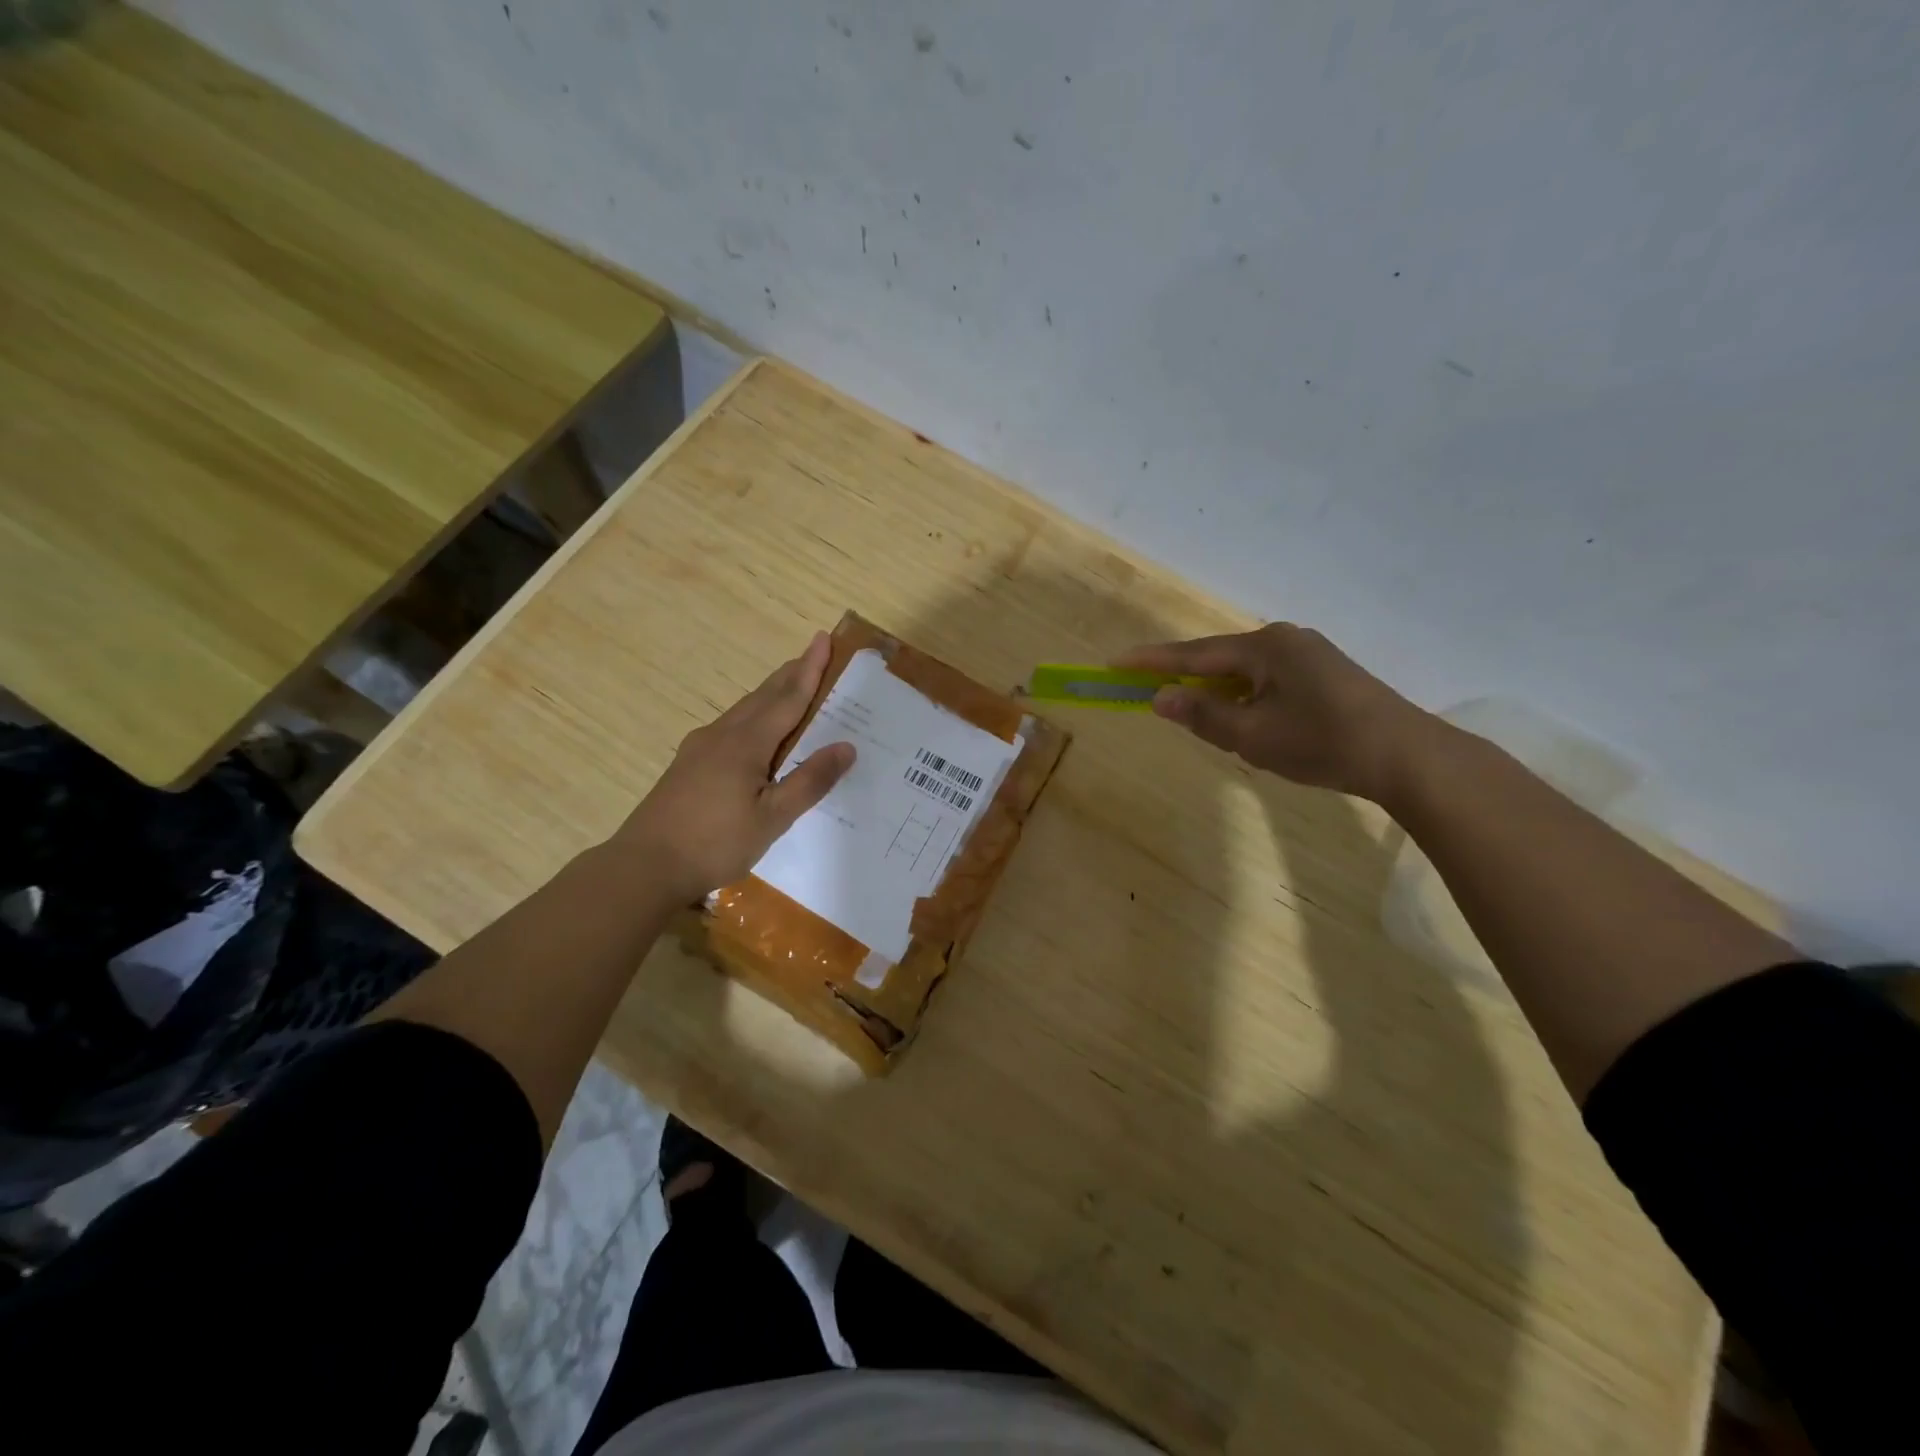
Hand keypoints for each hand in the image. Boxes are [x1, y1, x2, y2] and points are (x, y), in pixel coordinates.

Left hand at [613, 632, 854, 901]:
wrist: (645, 865)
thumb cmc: (715, 842)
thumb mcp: (772, 818)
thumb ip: (809, 780)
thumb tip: (847, 746)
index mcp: (747, 743)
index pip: (788, 698)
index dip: (810, 670)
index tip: (823, 639)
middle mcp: (723, 735)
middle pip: (764, 696)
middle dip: (791, 674)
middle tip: (814, 653)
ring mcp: (700, 748)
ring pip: (744, 709)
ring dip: (771, 693)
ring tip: (790, 684)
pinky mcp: (688, 764)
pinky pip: (730, 726)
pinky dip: (753, 715)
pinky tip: (753, 730)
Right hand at [1114, 623, 1433, 801]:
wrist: (1407, 757)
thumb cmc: (1323, 743)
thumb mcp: (1253, 735)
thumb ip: (1202, 715)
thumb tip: (1160, 697)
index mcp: (1264, 647)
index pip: (1194, 655)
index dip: (1152, 662)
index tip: (1115, 663)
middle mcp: (1284, 640)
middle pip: (1219, 661)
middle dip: (1186, 681)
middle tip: (1153, 697)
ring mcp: (1308, 654)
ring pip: (1245, 673)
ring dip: (1219, 695)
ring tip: (1203, 721)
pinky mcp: (1324, 673)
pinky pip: (1267, 680)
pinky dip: (1246, 698)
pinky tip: (1248, 721)